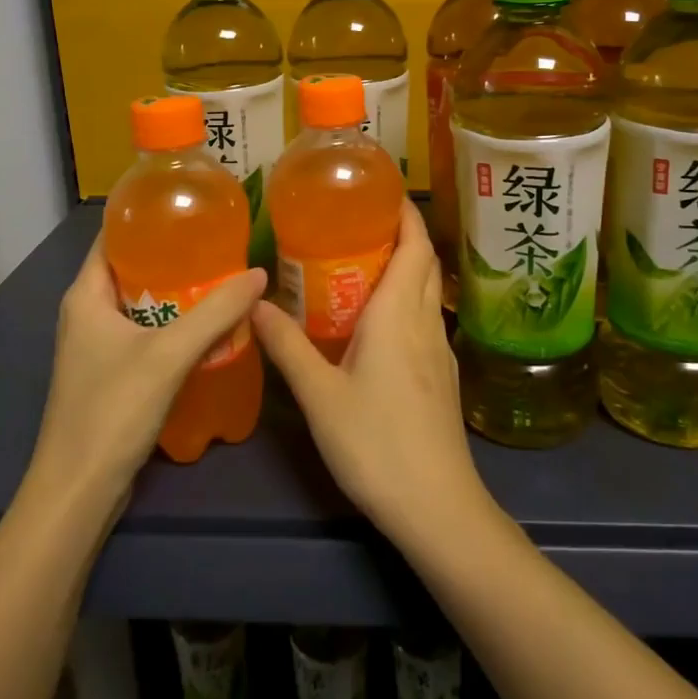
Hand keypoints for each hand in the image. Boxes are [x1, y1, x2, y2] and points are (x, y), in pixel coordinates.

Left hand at [29, 236, 265, 508]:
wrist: (79, 491)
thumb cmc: (113, 410)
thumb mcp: (169, 354)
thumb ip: (216, 311)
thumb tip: (259, 273)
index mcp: (86, 295)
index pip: (113, 238)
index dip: (146, 218)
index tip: (189, 207)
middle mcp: (87, 314)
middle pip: (132, 269)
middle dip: (173, 254)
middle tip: (219, 241)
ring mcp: (98, 347)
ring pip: (143, 304)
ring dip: (178, 292)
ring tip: (223, 276)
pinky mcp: (112, 374)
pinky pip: (147, 333)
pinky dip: (175, 324)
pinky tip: (210, 325)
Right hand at [253, 201, 487, 541]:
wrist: (437, 508)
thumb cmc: (376, 443)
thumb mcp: (320, 395)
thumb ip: (288, 346)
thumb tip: (255, 304)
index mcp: (400, 313)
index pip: (415, 244)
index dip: (404, 212)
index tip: (379, 190)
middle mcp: (426, 321)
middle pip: (424, 262)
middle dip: (400, 234)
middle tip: (355, 222)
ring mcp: (440, 351)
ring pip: (427, 291)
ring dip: (403, 267)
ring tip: (359, 263)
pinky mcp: (441, 377)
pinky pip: (425, 319)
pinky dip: (405, 301)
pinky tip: (375, 322)